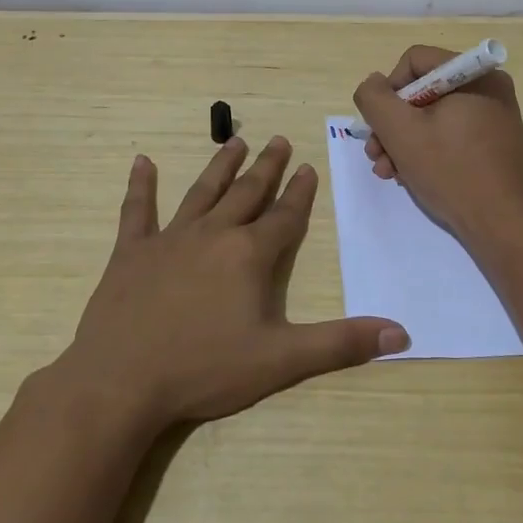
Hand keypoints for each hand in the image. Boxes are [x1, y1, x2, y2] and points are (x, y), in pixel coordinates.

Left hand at [56, 136, 409, 435]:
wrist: (121, 382)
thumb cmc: (204, 369)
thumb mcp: (281, 360)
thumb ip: (340, 343)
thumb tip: (401, 334)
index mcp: (249, 255)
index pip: (284, 216)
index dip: (299, 193)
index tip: (309, 167)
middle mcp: (213, 235)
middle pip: (246, 193)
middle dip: (267, 168)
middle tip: (279, 141)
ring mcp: (169, 239)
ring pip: (201, 192)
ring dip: (220, 166)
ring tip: (235, 141)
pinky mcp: (131, 252)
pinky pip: (137, 211)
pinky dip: (140, 186)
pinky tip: (142, 162)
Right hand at [352, 45, 522, 248]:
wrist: (503, 225)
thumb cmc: (451, 171)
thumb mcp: (400, 131)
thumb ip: (374, 99)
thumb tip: (373, 84)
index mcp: (474, 74)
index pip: (414, 61)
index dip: (389, 91)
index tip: (380, 126)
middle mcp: (488, 87)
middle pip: (422, 91)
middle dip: (392, 124)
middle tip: (375, 155)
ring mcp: (493, 116)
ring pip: (432, 116)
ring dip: (403, 142)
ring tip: (388, 172)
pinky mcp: (493, 143)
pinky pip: (450, 134)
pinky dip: (426, 151)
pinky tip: (409, 176)